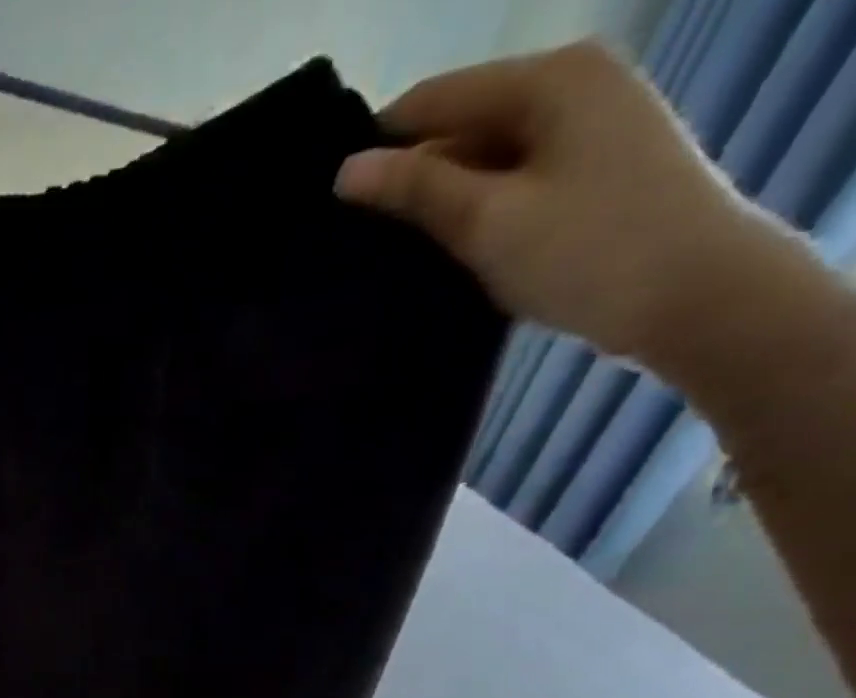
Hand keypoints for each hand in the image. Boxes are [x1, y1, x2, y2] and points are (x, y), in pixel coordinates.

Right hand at [333, 41, 790, 373]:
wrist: (692, 294)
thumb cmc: (585, 251)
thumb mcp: (487, 220)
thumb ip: (415, 190)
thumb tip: (346, 171)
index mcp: (548, 79)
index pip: (430, 100)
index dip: (376, 149)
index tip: (329, 207)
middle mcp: (571, 85)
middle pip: (457, 127)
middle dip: (406, 180)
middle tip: (351, 243)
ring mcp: (585, 127)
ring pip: (480, 159)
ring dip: (436, 203)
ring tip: (388, 255)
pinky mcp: (588, 170)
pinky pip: (507, 181)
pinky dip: (471, 213)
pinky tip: (442, 253)